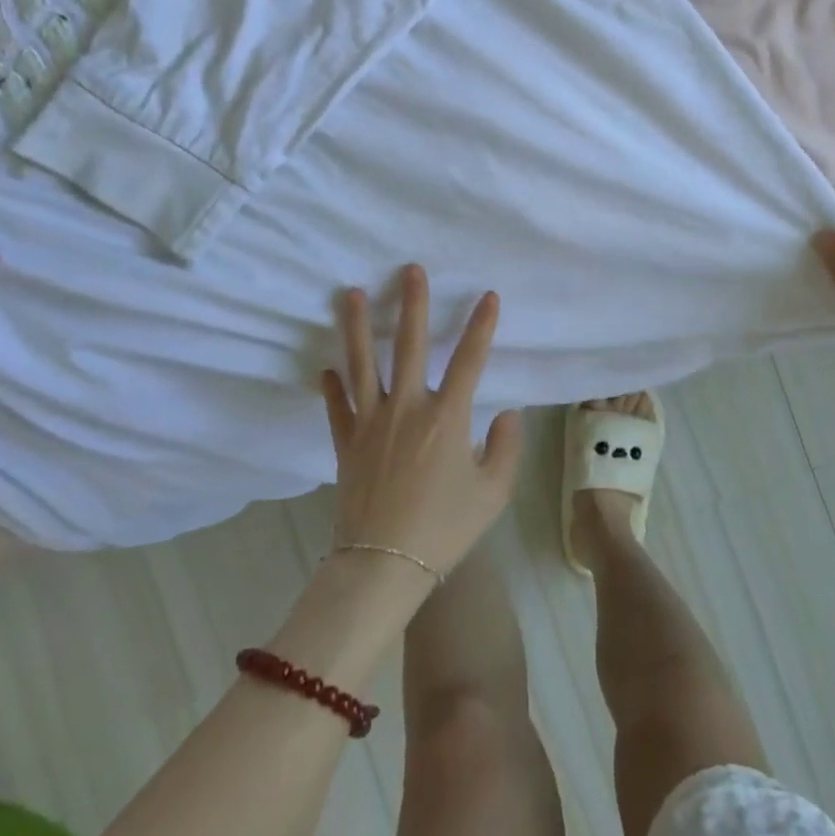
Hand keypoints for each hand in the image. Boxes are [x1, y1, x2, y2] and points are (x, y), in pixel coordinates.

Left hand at [323, 265, 523, 579]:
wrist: (384, 565)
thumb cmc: (445, 528)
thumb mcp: (494, 492)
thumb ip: (507, 447)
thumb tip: (507, 412)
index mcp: (447, 417)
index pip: (470, 359)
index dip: (481, 326)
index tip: (488, 296)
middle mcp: (407, 408)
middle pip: (409, 345)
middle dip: (412, 304)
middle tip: (410, 270)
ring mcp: (371, 423)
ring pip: (362, 364)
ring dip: (356, 326)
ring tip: (350, 293)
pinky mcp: (346, 443)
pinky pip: (337, 407)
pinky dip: (332, 386)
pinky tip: (326, 368)